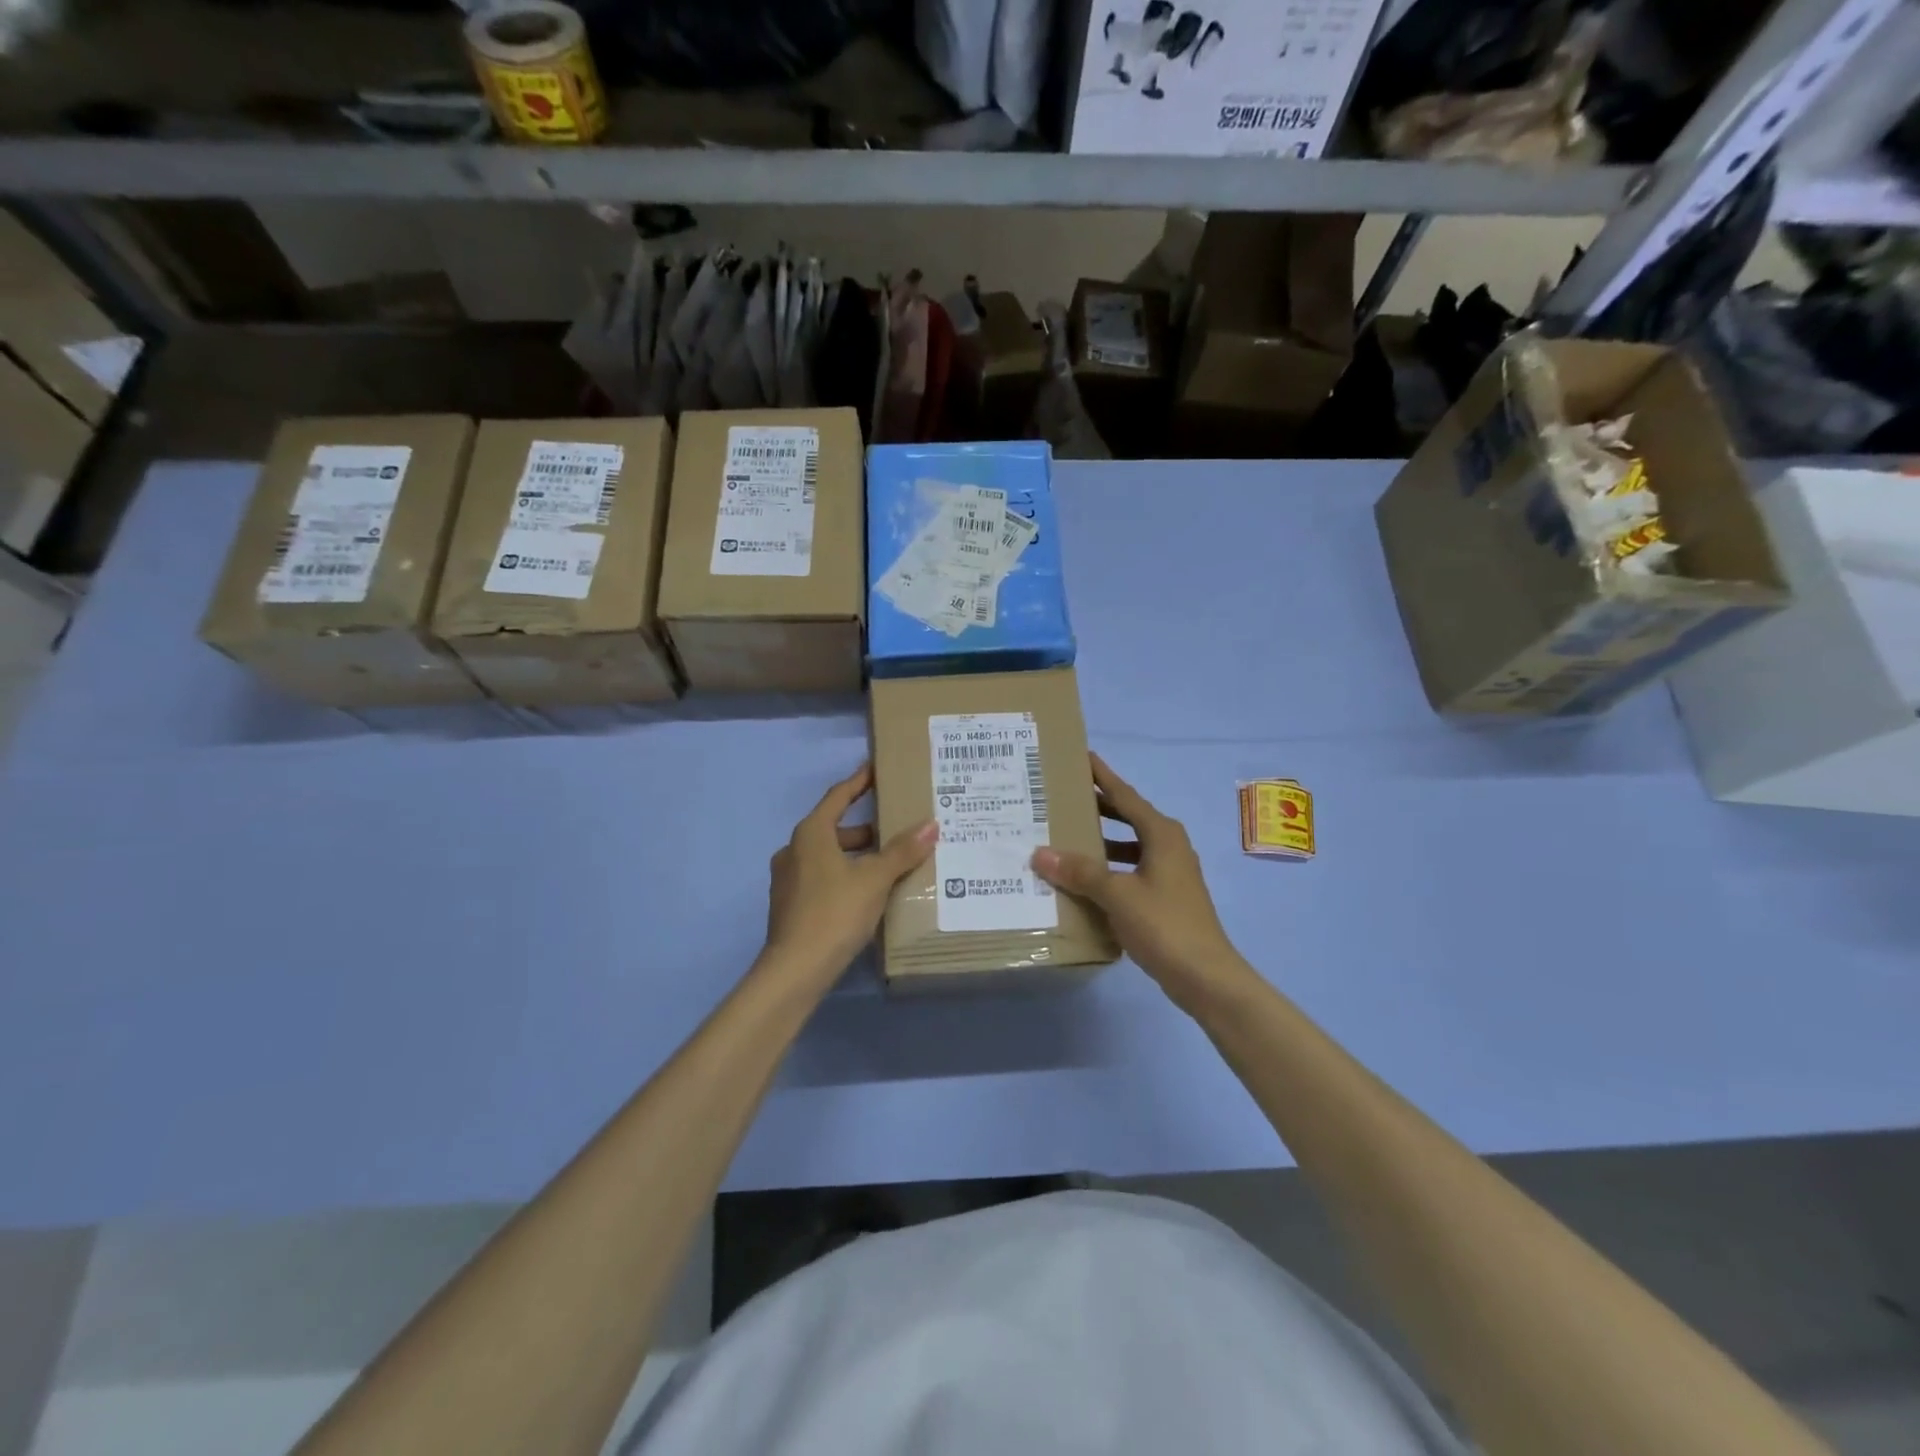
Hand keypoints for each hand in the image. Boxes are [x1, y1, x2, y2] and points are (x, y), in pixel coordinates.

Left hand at [762, 763, 937, 987]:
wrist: (795, 969)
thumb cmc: (835, 912)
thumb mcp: (875, 879)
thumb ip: (903, 852)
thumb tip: (931, 825)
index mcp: (811, 834)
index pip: (838, 796)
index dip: (859, 782)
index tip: (875, 769)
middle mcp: (794, 850)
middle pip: (834, 828)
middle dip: (865, 829)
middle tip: (896, 829)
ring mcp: (788, 879)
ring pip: (828, 856)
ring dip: (856, 856)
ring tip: (889, 864)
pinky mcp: (791, 905)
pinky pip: (822, 878)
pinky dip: (845, 876)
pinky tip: (868, 893)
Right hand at [1032, 754, 1250, 1014]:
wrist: (1206, 977)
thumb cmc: (1164, 925)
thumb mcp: (1117, 894)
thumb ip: (1080, 872)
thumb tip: (1040, 853)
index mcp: (1161, 834)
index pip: (1125, 795)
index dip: (1102, 776)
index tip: (1082, 756)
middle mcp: (1168, 846)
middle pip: (1128, 816)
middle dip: (1098, 806)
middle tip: (1063, 796)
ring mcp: (1170, 873)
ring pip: (1129, 844)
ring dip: (1102, 840)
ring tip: (1066, 836)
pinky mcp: (1166, 897)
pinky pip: (1131, 869)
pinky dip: (1109, 868)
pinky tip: (1085, 881)